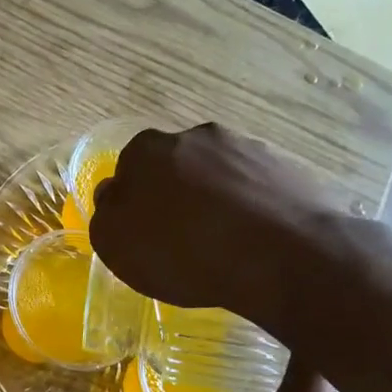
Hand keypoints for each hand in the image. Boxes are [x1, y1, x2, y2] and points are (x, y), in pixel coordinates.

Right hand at [89, 124, 336, 315]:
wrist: (283, 255)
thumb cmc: (185, 252)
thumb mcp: (117, 245)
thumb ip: (106, 215)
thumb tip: (113, 196)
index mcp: (146, 151)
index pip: (129, 170)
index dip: (134, 202)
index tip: (145, 232)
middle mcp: (194, 136)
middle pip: (175, 166)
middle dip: (176, 194)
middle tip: (183, 237)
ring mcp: (245, 146)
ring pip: (218, 173)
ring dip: (215, 199)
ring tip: (224, 242)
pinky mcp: (285, 165)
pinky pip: (255, 185)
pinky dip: (251, 206)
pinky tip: (255, 239)